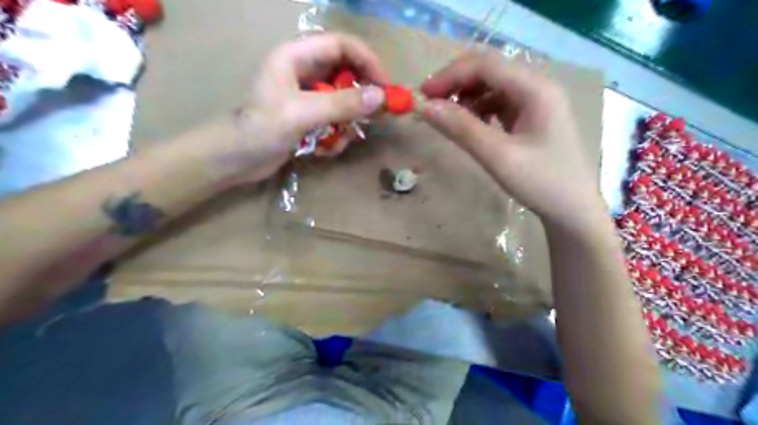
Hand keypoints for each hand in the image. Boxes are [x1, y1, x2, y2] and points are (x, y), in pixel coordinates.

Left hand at [222, 33, 390, 182]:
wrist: (235, 160)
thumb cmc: (262, 129)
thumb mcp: (303, 114)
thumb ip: (343, 104)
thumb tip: (381, 97)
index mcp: (296, 56)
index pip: (342, 45)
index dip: (368, 62)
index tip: (385, 87)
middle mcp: (303, 71)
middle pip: (346, 73)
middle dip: (360, 98)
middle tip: (373, 117)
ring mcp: (306, 95)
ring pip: (343, 101)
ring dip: (346, 123)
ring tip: (339, 140)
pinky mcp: (308, 116)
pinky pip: (334, 119)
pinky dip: (335, 136)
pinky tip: (324, 150)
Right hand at [420, 51, 604, 229]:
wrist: (574, 211)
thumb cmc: (542, 183)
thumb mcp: (498, 157)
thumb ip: (462, 129)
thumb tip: (425, 108)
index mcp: (536, 89)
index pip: (486, 65)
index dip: (450, 75)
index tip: (422, 94)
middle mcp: (538, 88)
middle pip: (490, 71)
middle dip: (456, 83)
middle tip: (430, 105)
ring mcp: (536, 103)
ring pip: (493, 87)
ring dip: (466, 97)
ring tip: (447, 118)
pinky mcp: (532, 118)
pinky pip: (499, 104)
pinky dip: (479, 110)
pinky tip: (470, 126)